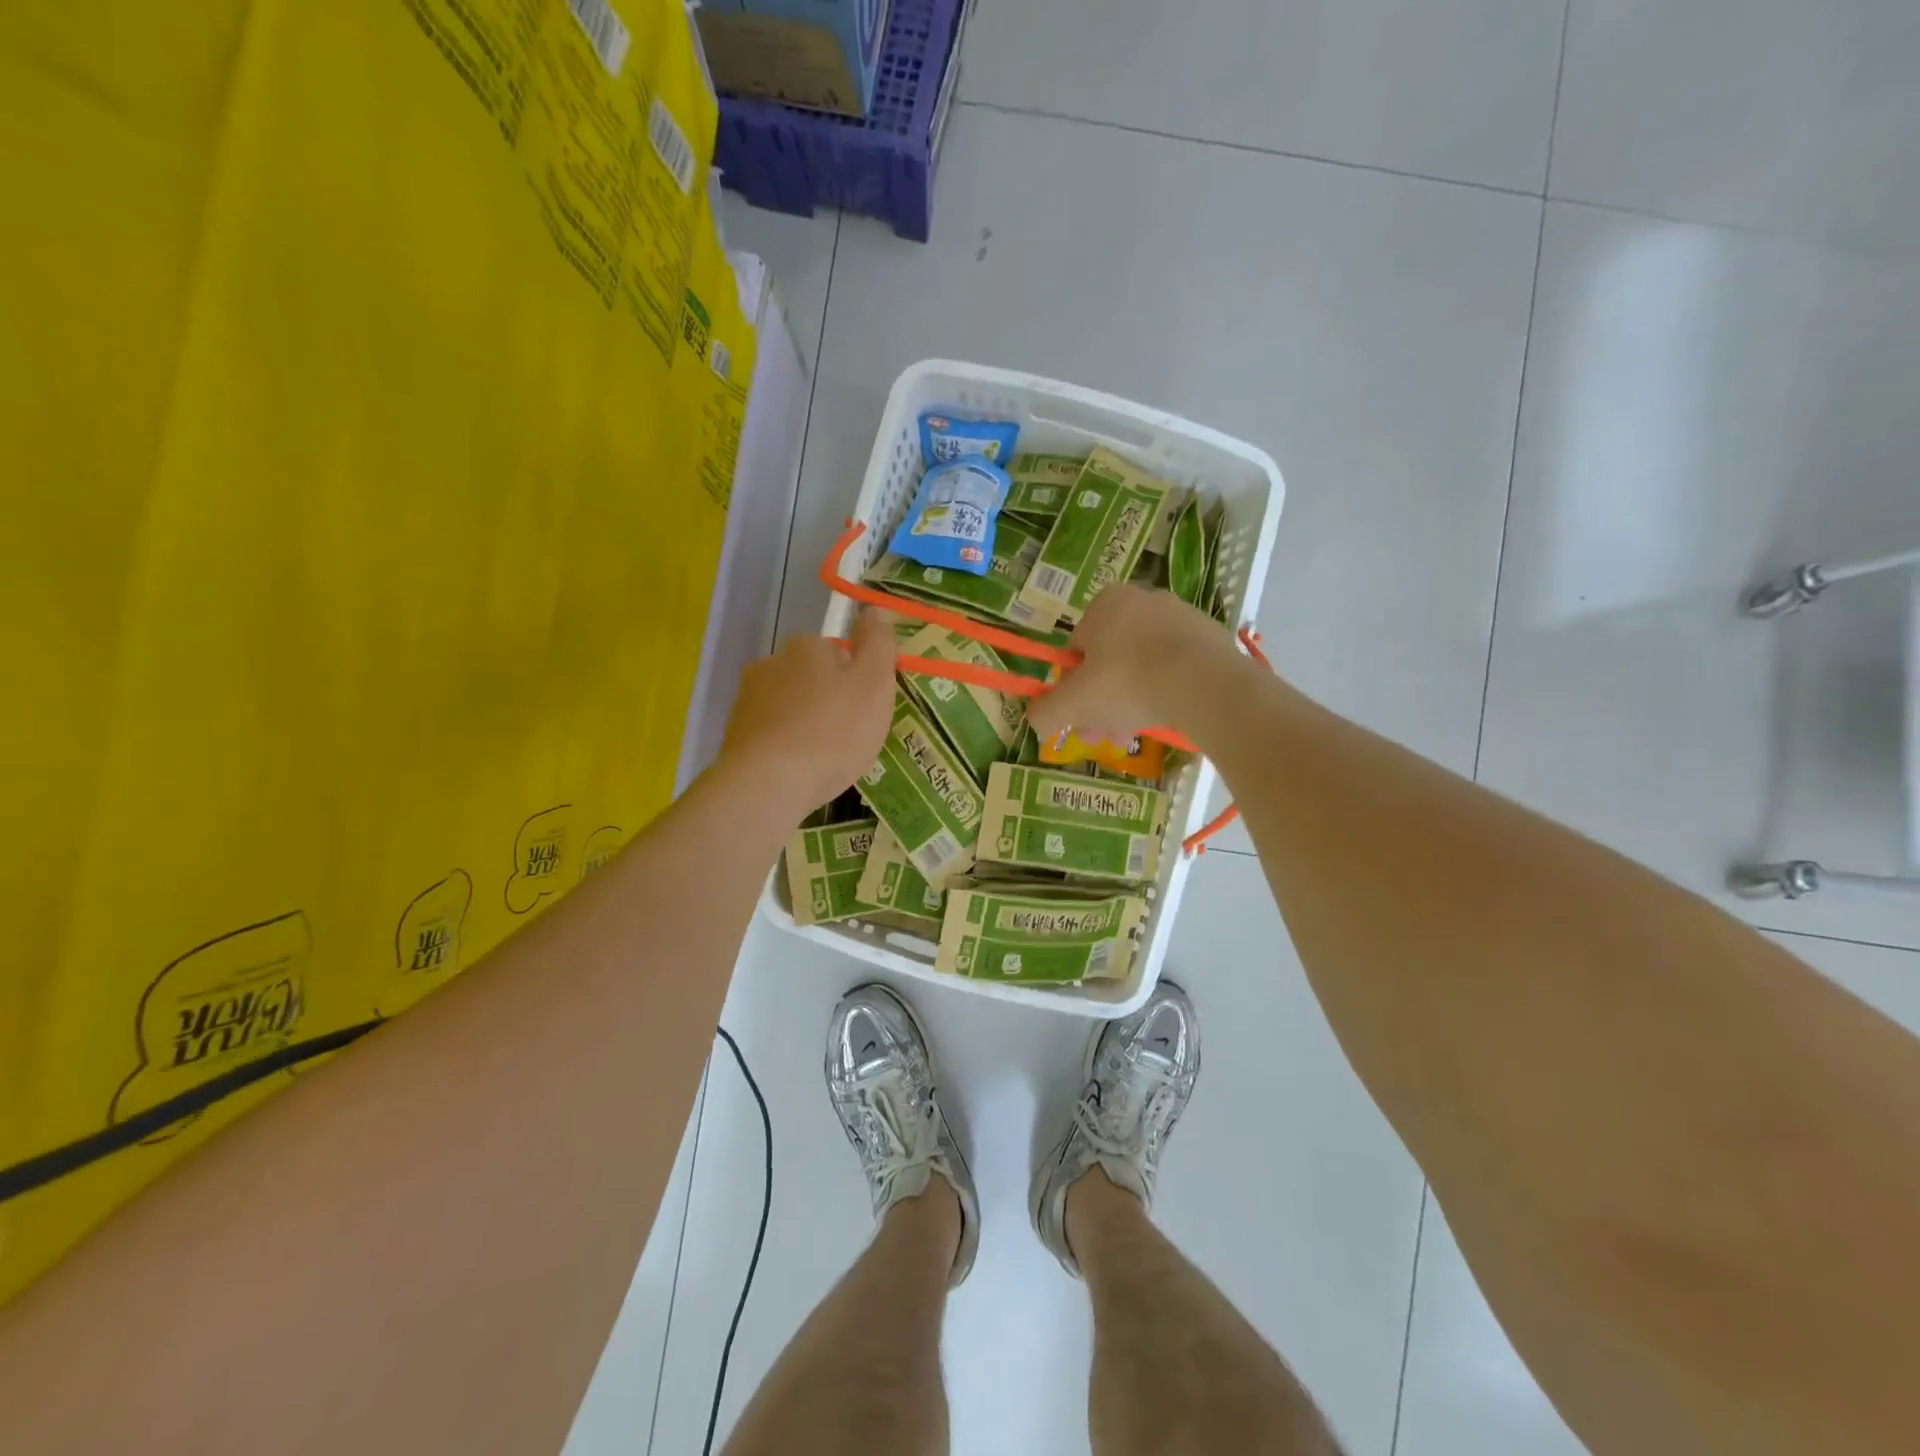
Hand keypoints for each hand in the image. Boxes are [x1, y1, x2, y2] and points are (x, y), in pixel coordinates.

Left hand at [720, 609, 896, 813]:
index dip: (856, 678)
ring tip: (822, 758)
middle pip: (811, 677)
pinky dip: (785, 745)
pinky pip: (771, 732)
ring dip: (805, 723)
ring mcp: (747, 698)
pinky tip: (797, 770)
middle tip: (848, 736)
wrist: (769, 783)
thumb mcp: (873, 683)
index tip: (866, 709)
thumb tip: (873, 610)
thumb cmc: (833, 731)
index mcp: (806, 646)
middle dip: (828, 700)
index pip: (838, 651)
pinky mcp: (734, 733)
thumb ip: (878, 643)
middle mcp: (771, 662)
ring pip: (789, 705)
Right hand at [1026, 585, 1242, 745]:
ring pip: (1143, 667)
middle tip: (1104, 735)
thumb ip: (1045, 712)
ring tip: (1134, 733)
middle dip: (1103, 702)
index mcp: (1104, 603)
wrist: (1203, 683)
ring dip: (1132, 702)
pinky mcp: (1210, 636)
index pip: (1076, 649)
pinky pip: (1176, 667)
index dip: (1073, 688)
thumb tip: (1036, 721)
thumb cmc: (1127, 683)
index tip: (1080, 718)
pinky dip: (1166, 691)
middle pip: (1110, 661)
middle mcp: (1141, 600)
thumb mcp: (1071, 704)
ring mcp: (1180, 616)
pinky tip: (1166, 716)